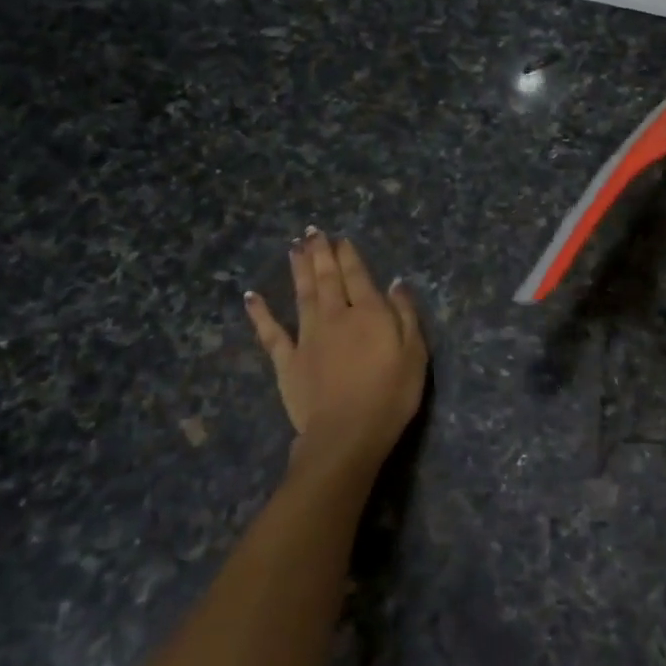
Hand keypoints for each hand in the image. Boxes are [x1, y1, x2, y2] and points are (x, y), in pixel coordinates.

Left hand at [244, 230, 427, 484]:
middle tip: (312, 231)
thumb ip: (405, 315)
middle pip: (326, 278)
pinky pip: (271, 332)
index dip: (349, 255)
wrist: (346, 434)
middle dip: (320, 253)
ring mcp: (307, 337)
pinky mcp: (288, 360)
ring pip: (302, 295)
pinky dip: (260, 313)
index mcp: (368, 313)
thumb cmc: (390, 395)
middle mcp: (335, 316)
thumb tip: (396, 283)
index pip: (357, 276)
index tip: (341, 239)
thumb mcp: (415, 353)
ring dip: (298, 269)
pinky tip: (251, 296)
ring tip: (293, 248)